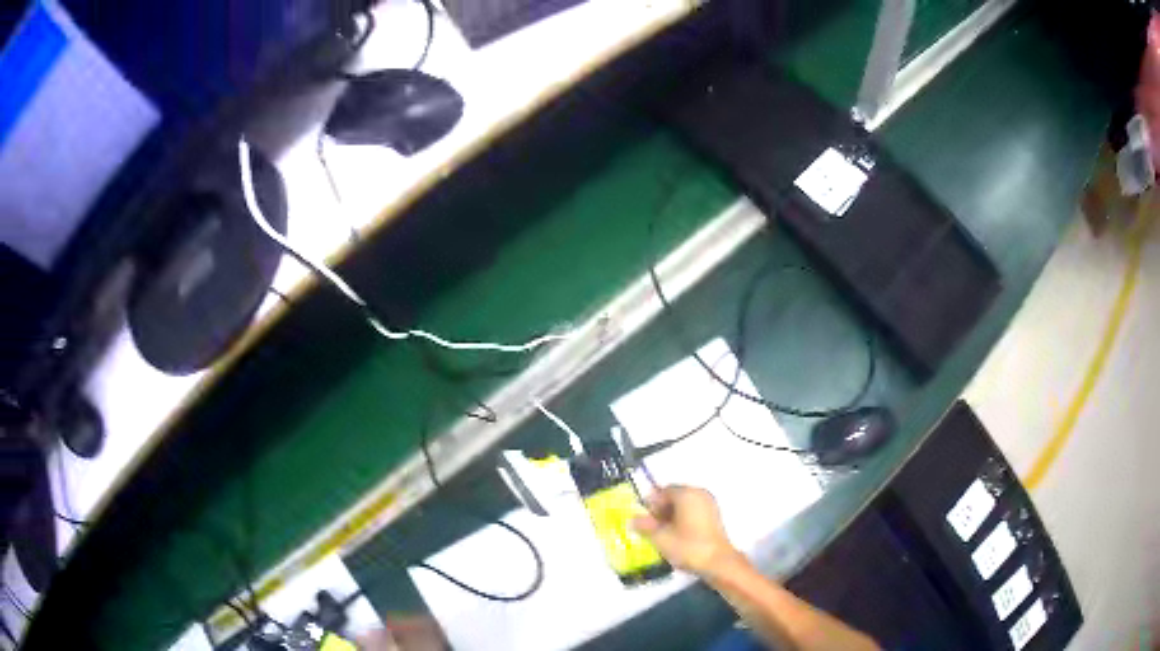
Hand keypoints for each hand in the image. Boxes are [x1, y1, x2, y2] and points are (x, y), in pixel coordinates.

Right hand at [631, 485, 738, 575]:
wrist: (717, 562)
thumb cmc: (688, 546)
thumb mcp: (660, 537)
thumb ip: (644, 526)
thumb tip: (632, 519)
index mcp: (687, 494)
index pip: (663, 491)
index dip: (651, 505)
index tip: (644, 519)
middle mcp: (700, 494)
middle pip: (675, 496)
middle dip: (661, 510)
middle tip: (652, 527)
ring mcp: (710, 505)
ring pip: (685, 505)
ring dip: (672, 516)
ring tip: (663, 534)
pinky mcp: (715, 517)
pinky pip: (694, 512)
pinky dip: (684, 520)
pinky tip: (677, 536)